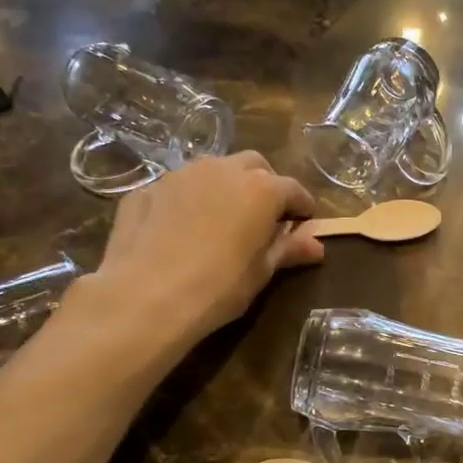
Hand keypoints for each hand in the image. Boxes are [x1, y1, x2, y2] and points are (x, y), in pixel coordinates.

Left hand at [85, 152, 323, 336]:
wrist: (146, 296)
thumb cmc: (219, 286)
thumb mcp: (261, 272)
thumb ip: (289, 249)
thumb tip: (317, 245)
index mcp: (261, 189)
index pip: (293, 189)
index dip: (302, 206)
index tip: (304, 222)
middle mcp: (222, 170)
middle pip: (254, 166)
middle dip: (265, 184)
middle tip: (264, 215)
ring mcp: (180, 175)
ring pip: (213, 170)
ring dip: (225, 187)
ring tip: (222, 218)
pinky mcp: (147, 189)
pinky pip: (178, 188)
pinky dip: (188, 201)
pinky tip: (182, 230)